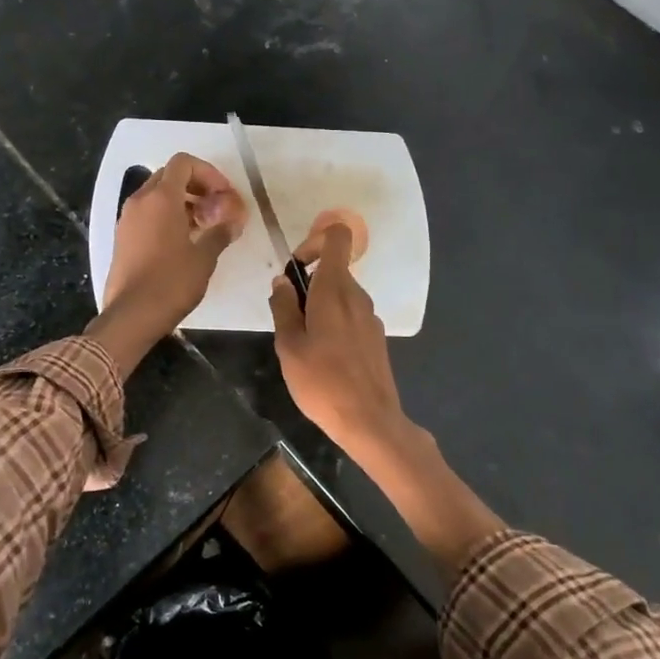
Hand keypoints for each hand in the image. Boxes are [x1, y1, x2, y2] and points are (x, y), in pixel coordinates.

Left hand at [90, 153, 246, 371]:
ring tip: (204, 227)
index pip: (184, 163)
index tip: (224, 195)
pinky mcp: (122, 238)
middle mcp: (140, 201)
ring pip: (157, 195)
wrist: (131, 315)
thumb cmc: (171, 282)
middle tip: (216, 209)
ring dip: (183, 202)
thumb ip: (220, 233)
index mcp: (160, 198)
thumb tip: (233, 222)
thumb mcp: (204, 257)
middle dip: (196, 187)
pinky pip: (147, 214)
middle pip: (170, 176)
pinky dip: (167, 217)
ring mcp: (127, 219)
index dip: (208, 173)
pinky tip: (184, 242)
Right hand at [271, 222, 503, 576]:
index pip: (337, 237)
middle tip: (287, 318)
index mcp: (335, 290)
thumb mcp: (289, 345)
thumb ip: (283, 307)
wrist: (369, 421)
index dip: (314, 240)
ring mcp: (370, 317)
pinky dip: (334, 323)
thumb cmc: (322, 381)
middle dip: (308, 284)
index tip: (295, 267)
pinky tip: (323, 357)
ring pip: (340, 295)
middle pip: (334, 270)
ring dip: (319, 307)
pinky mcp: (376, 337)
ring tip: (302, 343)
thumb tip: (282, 281)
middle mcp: (357, 296)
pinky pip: (350, 316)